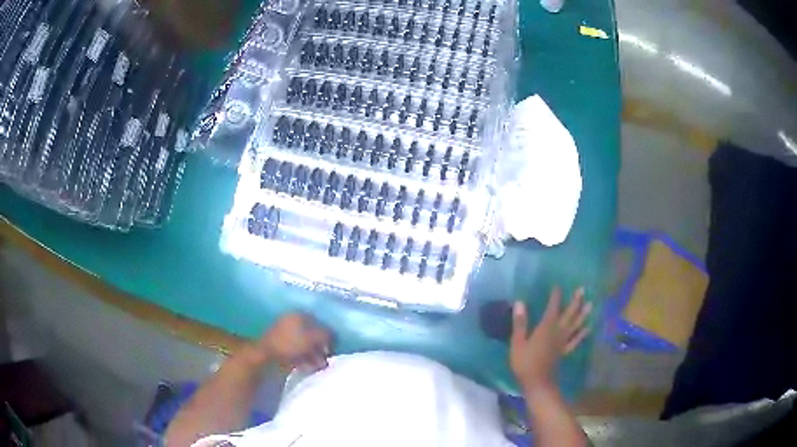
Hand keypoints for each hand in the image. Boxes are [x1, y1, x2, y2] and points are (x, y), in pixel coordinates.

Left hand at [256, 313, 331, 371]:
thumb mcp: (313, 338)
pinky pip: (297, 352)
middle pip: (311, 333)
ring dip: (314, 355)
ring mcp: (285, 335)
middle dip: (321, 346)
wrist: (266, 357)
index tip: (333, 345)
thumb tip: (333, 336)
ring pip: (305, 344)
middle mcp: (291, 321)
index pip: (318, 321)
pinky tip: (310, 367)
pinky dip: (305, 359)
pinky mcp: (281, 348)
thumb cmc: (291, 344)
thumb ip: (326, 335)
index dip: (327, 333)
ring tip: (321, 366)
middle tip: (328, 357)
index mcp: (298, 315)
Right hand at [510, 287, 591, 392]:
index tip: (558, 286)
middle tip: (582, 289)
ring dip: (583, 314)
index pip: (552, 308)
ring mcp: (563, 342)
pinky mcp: (565, 351)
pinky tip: (588, 327)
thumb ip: (520, 323)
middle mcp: (558, 332)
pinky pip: (576, 340)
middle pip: (568, 314)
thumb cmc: (524, 362)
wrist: (537, 382)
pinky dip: (582, 333)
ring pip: (575, 325)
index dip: (555, 297)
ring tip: (590, 304)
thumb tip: (519, 303)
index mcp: (546, 328)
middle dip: (575, 301)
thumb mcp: (517, 343)